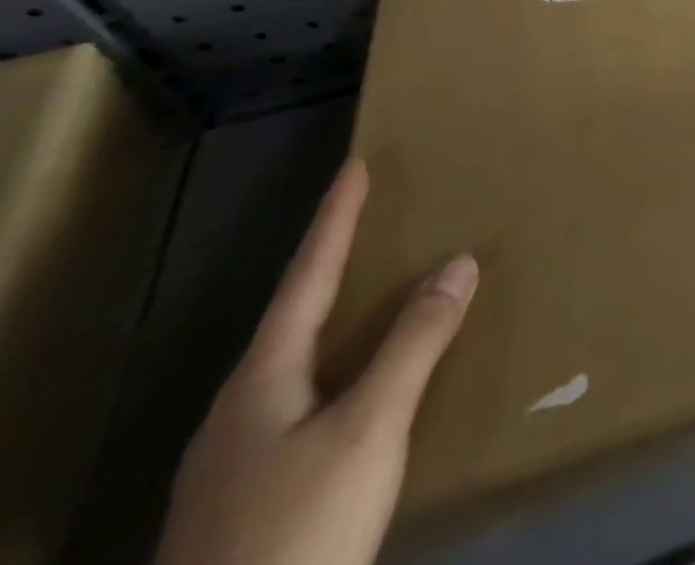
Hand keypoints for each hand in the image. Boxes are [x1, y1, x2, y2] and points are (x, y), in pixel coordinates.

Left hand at [154, 159, 476, 564]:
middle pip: (291, 317)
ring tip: (371, 289)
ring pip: (293, 361)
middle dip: (331, 262)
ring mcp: (235, 459)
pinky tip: (355, 383)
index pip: (306, 278)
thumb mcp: (368, 429)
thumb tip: (459, 260)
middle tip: (369, 220)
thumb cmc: (296, 527)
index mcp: (261, 381)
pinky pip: (301, 398)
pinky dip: (338, 361)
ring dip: (334, 314)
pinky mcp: (248, 497)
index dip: (334, 220)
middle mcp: (239, 410)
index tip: (355, 167)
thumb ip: (415, 342)